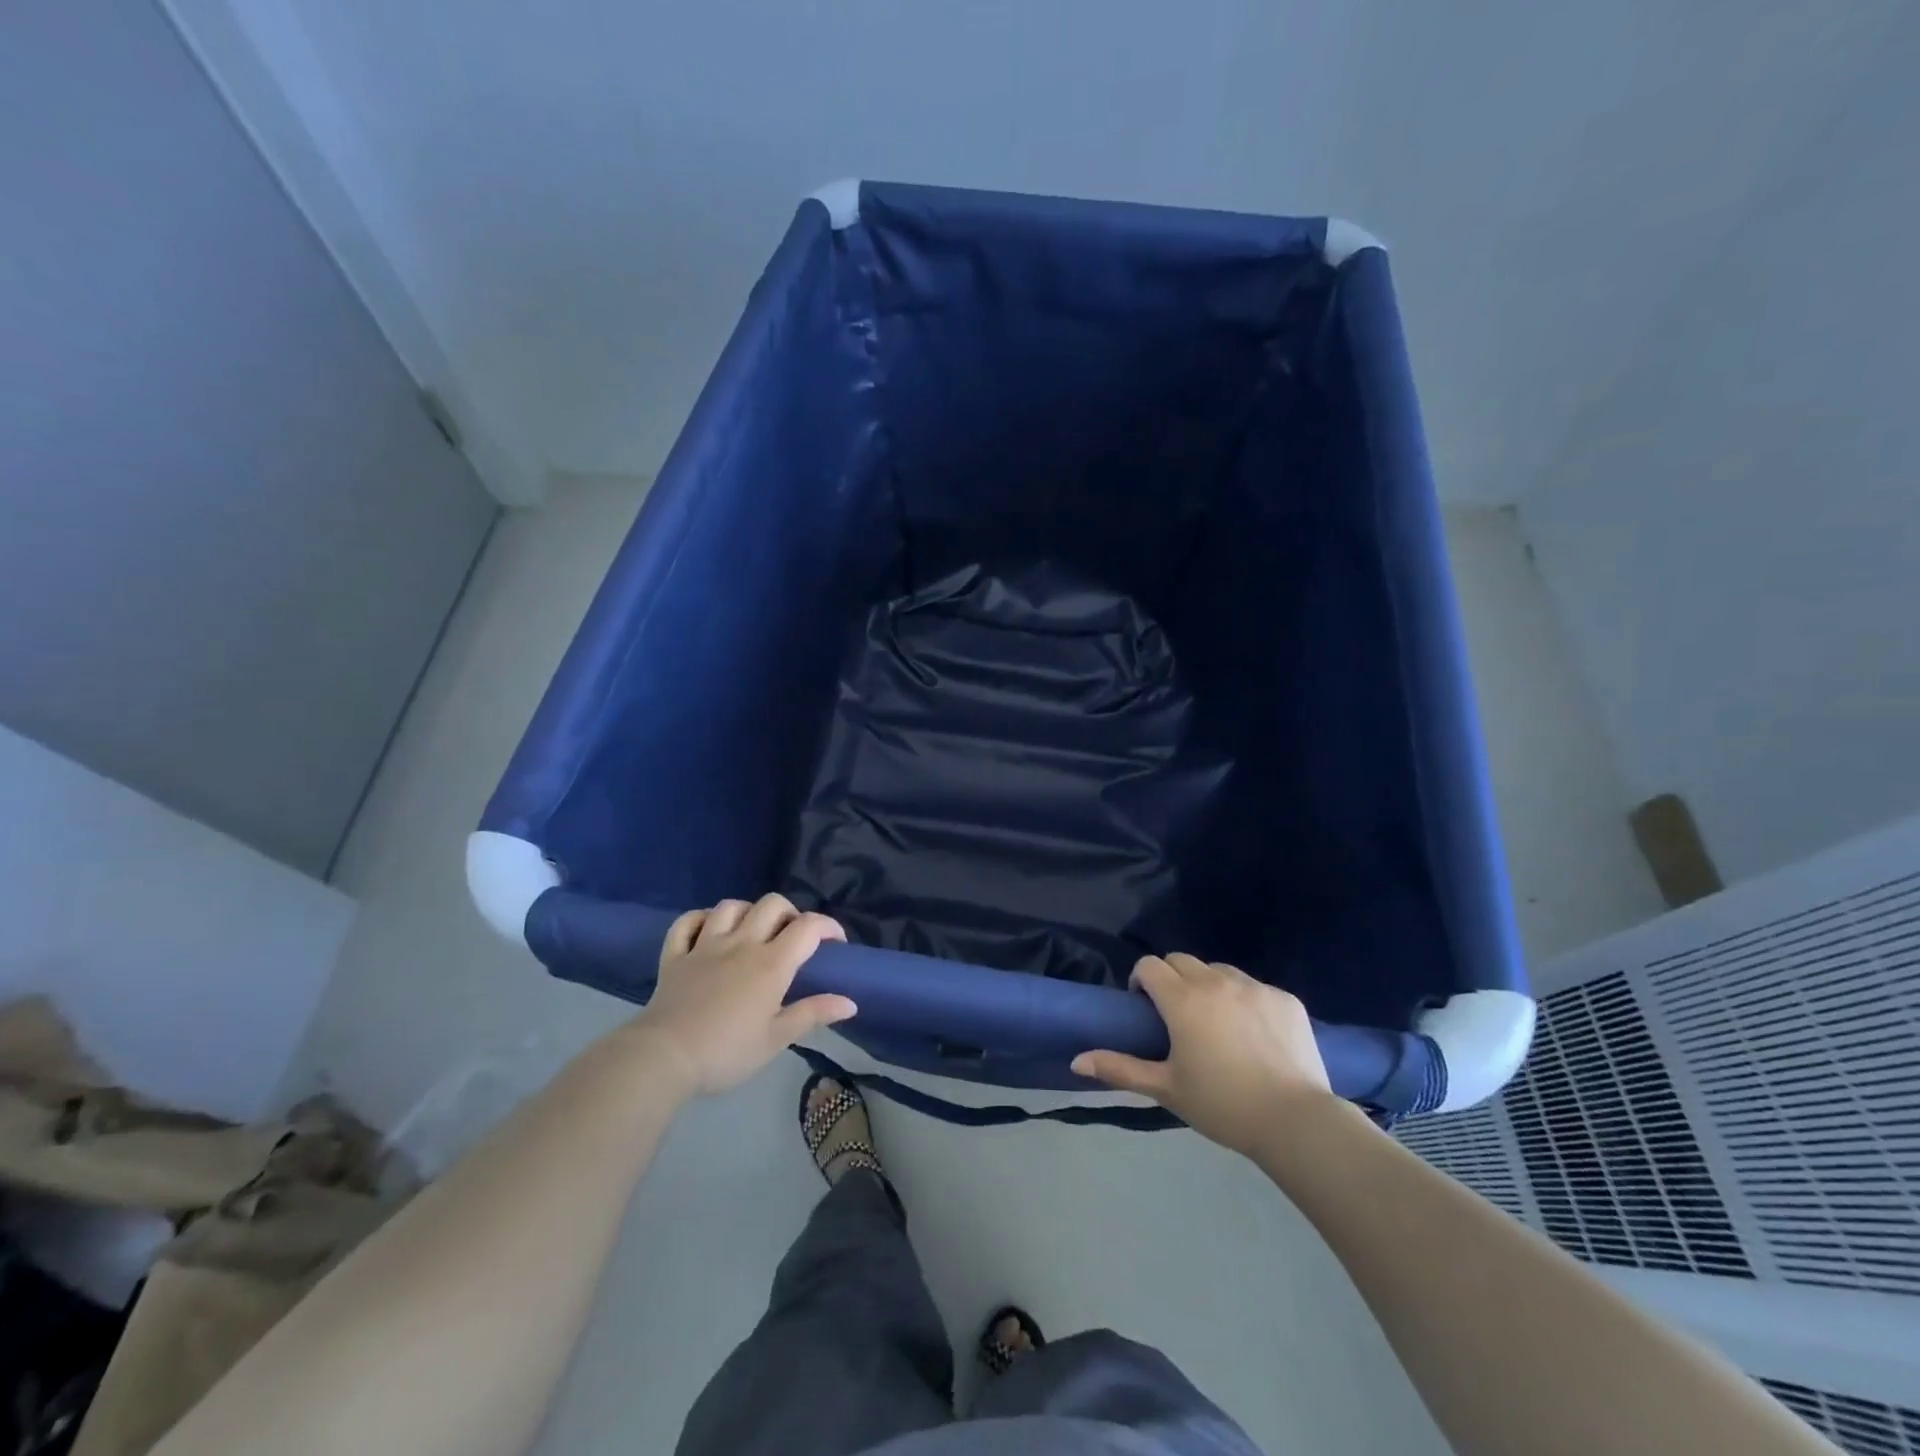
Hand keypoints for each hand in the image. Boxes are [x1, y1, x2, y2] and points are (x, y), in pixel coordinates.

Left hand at [629, 894, 855, 1096]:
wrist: (663, 1058)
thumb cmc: (727, 1052)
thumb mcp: (776, 1040)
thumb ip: (812, 1014)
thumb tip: (850, 1003)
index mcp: (771, 963)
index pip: (808, 927)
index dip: (828, 926)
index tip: (836, 943)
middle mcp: (741, 943)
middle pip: (772, 904)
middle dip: (790, 913)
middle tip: (793, 937)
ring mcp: (705, 945)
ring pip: (731, 906)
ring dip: (748, 912)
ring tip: (753, 931)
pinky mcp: (675, 955)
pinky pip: (687, 922)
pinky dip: (700, 919)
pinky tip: (708, 930)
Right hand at [1071, 954, 1333, 1155]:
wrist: (1296, 1122)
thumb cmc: (1223, 1106)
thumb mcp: (1166, 1089)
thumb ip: (1120, 1069)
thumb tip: (1076, 1061)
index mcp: (1183, 1000)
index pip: (1150, 965)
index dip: (1141, 980)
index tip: (1145, 1007)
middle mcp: (1216, 982)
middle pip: (1182, 960)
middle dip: (1171, 979)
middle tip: (1177, 1016)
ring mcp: (1254, 987)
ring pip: (1219, 971)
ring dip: (1208, 986)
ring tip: (1216, 1023)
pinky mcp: (1285, 998)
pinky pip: (1254, 988)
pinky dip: (1245, 1001)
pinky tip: (1254, 1035)